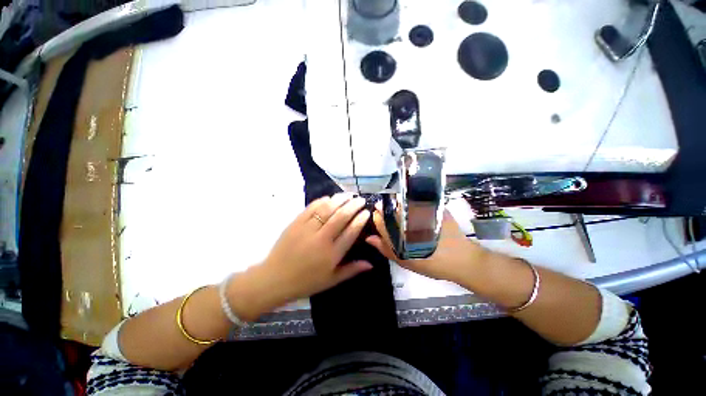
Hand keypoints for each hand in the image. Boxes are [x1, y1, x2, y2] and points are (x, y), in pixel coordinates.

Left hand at [255, 194, 372, 305]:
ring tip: (348, 194)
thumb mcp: (331, 280)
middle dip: (353, 206)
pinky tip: (329, 198)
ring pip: (327, 209)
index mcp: (332, 254)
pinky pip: (311, 208)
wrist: (274, 279)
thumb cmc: (306, 282)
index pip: (351, 232)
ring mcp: (307, 229)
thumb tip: (371, 264)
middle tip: (360, 200)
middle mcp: (321, 239)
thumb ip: (351, 270)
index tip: (366, 212)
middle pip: (341, 217)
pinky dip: (321, 201)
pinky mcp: (296, 223)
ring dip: (339, 200)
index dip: (360, 220)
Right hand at [366, 208, 487, 284]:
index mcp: (399, 232)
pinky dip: (413, 204)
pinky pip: (417, 201)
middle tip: (396, 221)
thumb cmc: (431, 263)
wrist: (462, 260)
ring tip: (406, 217)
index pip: (380, 219)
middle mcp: (408, 219)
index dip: (378, 218)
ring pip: (402, 203)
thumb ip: (385, 248)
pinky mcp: (434, 207)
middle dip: (388, 211)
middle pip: (390, 208)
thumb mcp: (405, 260)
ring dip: (399, 206)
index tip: (380, 219)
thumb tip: (369, 238)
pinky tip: (417, 213)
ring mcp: (422, 211)